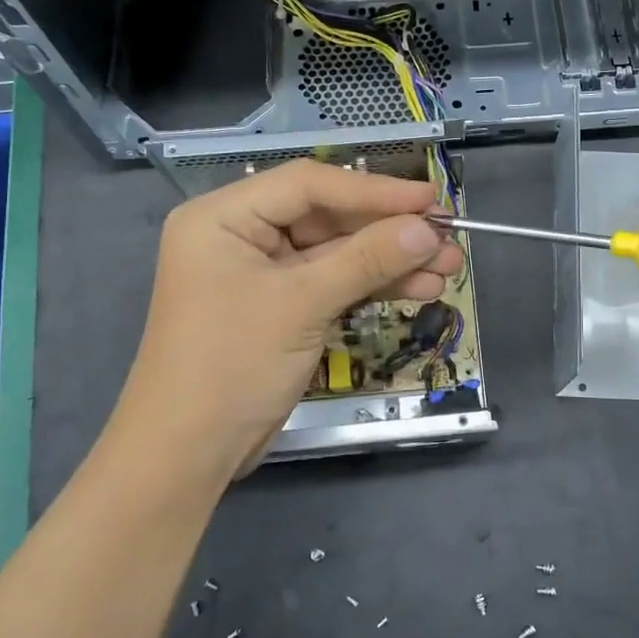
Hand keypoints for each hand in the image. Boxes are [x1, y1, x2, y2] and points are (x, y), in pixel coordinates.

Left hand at [115, 161, 462, 479]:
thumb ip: (367, 260)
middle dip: (390, 232)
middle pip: (328, 218)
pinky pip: (334, 284)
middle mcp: (242, 235)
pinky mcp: (282, 307)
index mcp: (224, 216)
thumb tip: (428, 230)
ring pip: (337, 254)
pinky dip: (373, 287)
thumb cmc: (232, 364)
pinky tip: (420, 289)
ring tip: (449, 268)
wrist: (189, 453)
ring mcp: (264, 274)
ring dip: (391, 261)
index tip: (430, 200)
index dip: (375, 190)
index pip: (309, 185)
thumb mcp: (302, 304)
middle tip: (449, 238)